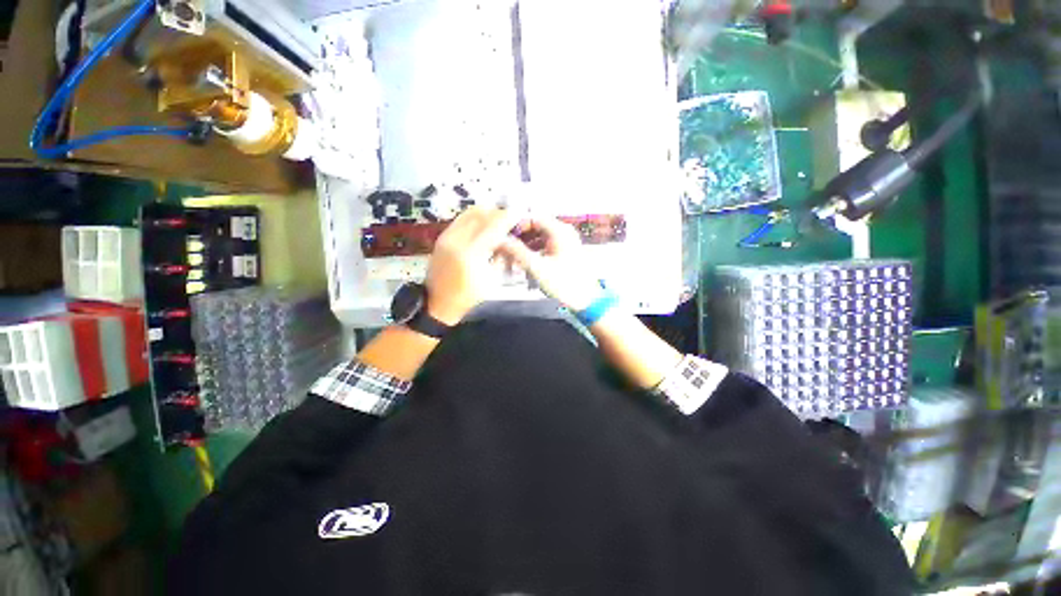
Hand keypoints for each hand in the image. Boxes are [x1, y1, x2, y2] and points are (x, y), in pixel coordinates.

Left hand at [425, 207, 522, 324]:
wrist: (438, 302)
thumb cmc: (468, 296)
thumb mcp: (491, 279)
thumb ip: (500, 257)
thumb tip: (509, 240)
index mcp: (471, 254)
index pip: (493, 227)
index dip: (507, 218)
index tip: (519, 214)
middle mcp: (457, 240)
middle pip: (481, 214)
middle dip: (498, 213)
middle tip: (509, 218)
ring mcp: (446, 236)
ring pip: (469, 213)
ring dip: (486, 212)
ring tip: (497, 219)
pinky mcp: (441, 237)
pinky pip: (461, 219)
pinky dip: (475, 217)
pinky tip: (483, 224)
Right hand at [498, 217, 602, 310]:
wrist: (585, 300)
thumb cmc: (565, 284)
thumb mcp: (538, 268)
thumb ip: (517, 252)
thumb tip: (500, 241)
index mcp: (560, 231)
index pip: (532, 218)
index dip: (515, 226)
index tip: (502, 237)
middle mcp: (563, 231)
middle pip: (534, 227)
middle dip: (519, 238)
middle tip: (504, 249)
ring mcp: (564, 241)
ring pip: (538, 237)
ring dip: (524, 246)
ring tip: (512, 258)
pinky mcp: (564, 251)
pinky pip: (544, 245)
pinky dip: (533, 251)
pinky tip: (524, 262)